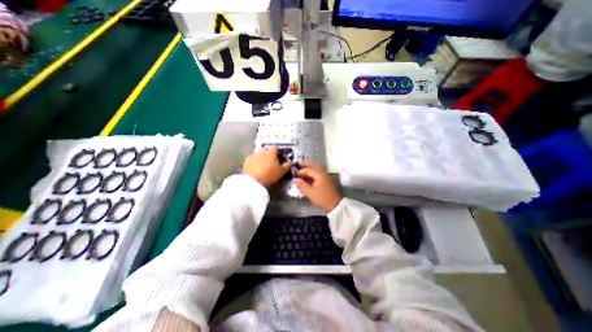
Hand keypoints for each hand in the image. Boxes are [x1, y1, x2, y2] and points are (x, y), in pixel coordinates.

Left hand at [243, 145, 290, 187]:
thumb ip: (287, 165)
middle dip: (268, 153)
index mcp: (271, 153)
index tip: (279, 155)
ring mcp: (253, 155)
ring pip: (258, 154)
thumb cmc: (270, 175)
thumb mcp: (282, 172)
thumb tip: (289, 162)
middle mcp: (262, 151)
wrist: (254, 182)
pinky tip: (255, 168)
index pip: (276, 147)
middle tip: (271, 160)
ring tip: (262, 165)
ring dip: (261, 157)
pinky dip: (254, 162)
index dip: (278, 151)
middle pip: (266, 149)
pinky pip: (252, 159)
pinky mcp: (246, 161)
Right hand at [293, 161, 342, 210]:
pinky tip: (308, 177)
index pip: (308, 169)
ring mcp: (325, 175)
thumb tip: (294, 179)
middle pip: (313, 165)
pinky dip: (312, 172)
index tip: (294, 176)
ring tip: (302, 170)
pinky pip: (318, 172)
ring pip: (316, 168)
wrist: (335, 204)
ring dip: (309, 168)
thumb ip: (301, 185)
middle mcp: (323, 172)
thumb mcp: (310, 192)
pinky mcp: (326, 179)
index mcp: (319, 174)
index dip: (300, 172)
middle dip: (305, 164)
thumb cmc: (322, 198)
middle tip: (298, 164)